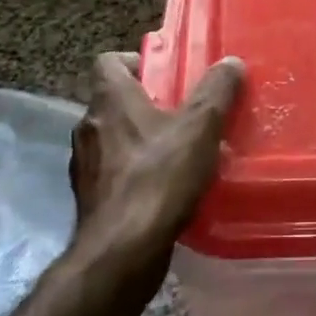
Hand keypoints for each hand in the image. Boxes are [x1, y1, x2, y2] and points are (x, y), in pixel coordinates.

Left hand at [67, 51, 244, 277]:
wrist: (120, 254)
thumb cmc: (158, 178)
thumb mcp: (200, 128)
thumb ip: (216, 91)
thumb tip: (230, 62)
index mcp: (110, 100)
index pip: (108, 62)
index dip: (136, 61)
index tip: (167, 74)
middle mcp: (89, 126)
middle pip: (116, 100)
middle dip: (150, 103)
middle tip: (186, 112)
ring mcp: (85, 165)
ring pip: (116, 137)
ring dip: (143, 139)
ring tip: (181, 152)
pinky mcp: (90, 199)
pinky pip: (115, 171)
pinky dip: (137, 172)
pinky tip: (166, 188)